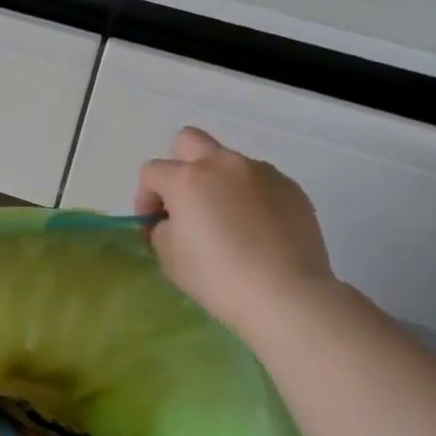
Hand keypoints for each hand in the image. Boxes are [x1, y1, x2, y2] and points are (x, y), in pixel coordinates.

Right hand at [134, 127, 335, 333]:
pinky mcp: (290, 187)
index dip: (145, 198)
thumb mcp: (169, 257)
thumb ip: (162, 228)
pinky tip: (256, 229)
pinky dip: (249, 197)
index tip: (153, 226)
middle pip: (188, 140)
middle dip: (178, 166)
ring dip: (217, 182)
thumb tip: (172, 220)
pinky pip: (259, 181)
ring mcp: (261, 172)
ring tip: (227, 221)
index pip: (152, 172)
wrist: (285, 295)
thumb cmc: (217, 278)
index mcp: (187, 178)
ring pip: (228, 162)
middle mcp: (223, 164)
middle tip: (184, 202)